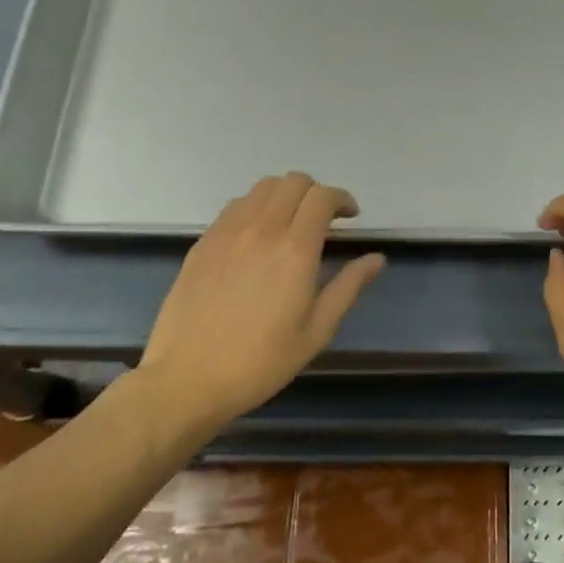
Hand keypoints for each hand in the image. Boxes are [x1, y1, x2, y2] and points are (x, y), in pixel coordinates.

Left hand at [133, 172, 385, 428]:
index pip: (322, 197)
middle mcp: (261, 230)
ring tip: (290, 225)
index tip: (350, 218)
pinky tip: (257, 239)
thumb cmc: (261, 362)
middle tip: (324, 221)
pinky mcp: (202, 244)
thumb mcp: (316, 331)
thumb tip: (376, 258)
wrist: (186, 380)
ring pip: (261, 188)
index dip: (342, 199)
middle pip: (292, 182)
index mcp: (294, 251)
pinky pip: (234, 207)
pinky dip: (255, 209)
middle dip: (315, 193)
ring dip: (284, 196)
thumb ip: (348, 287)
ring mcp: (226, 233)